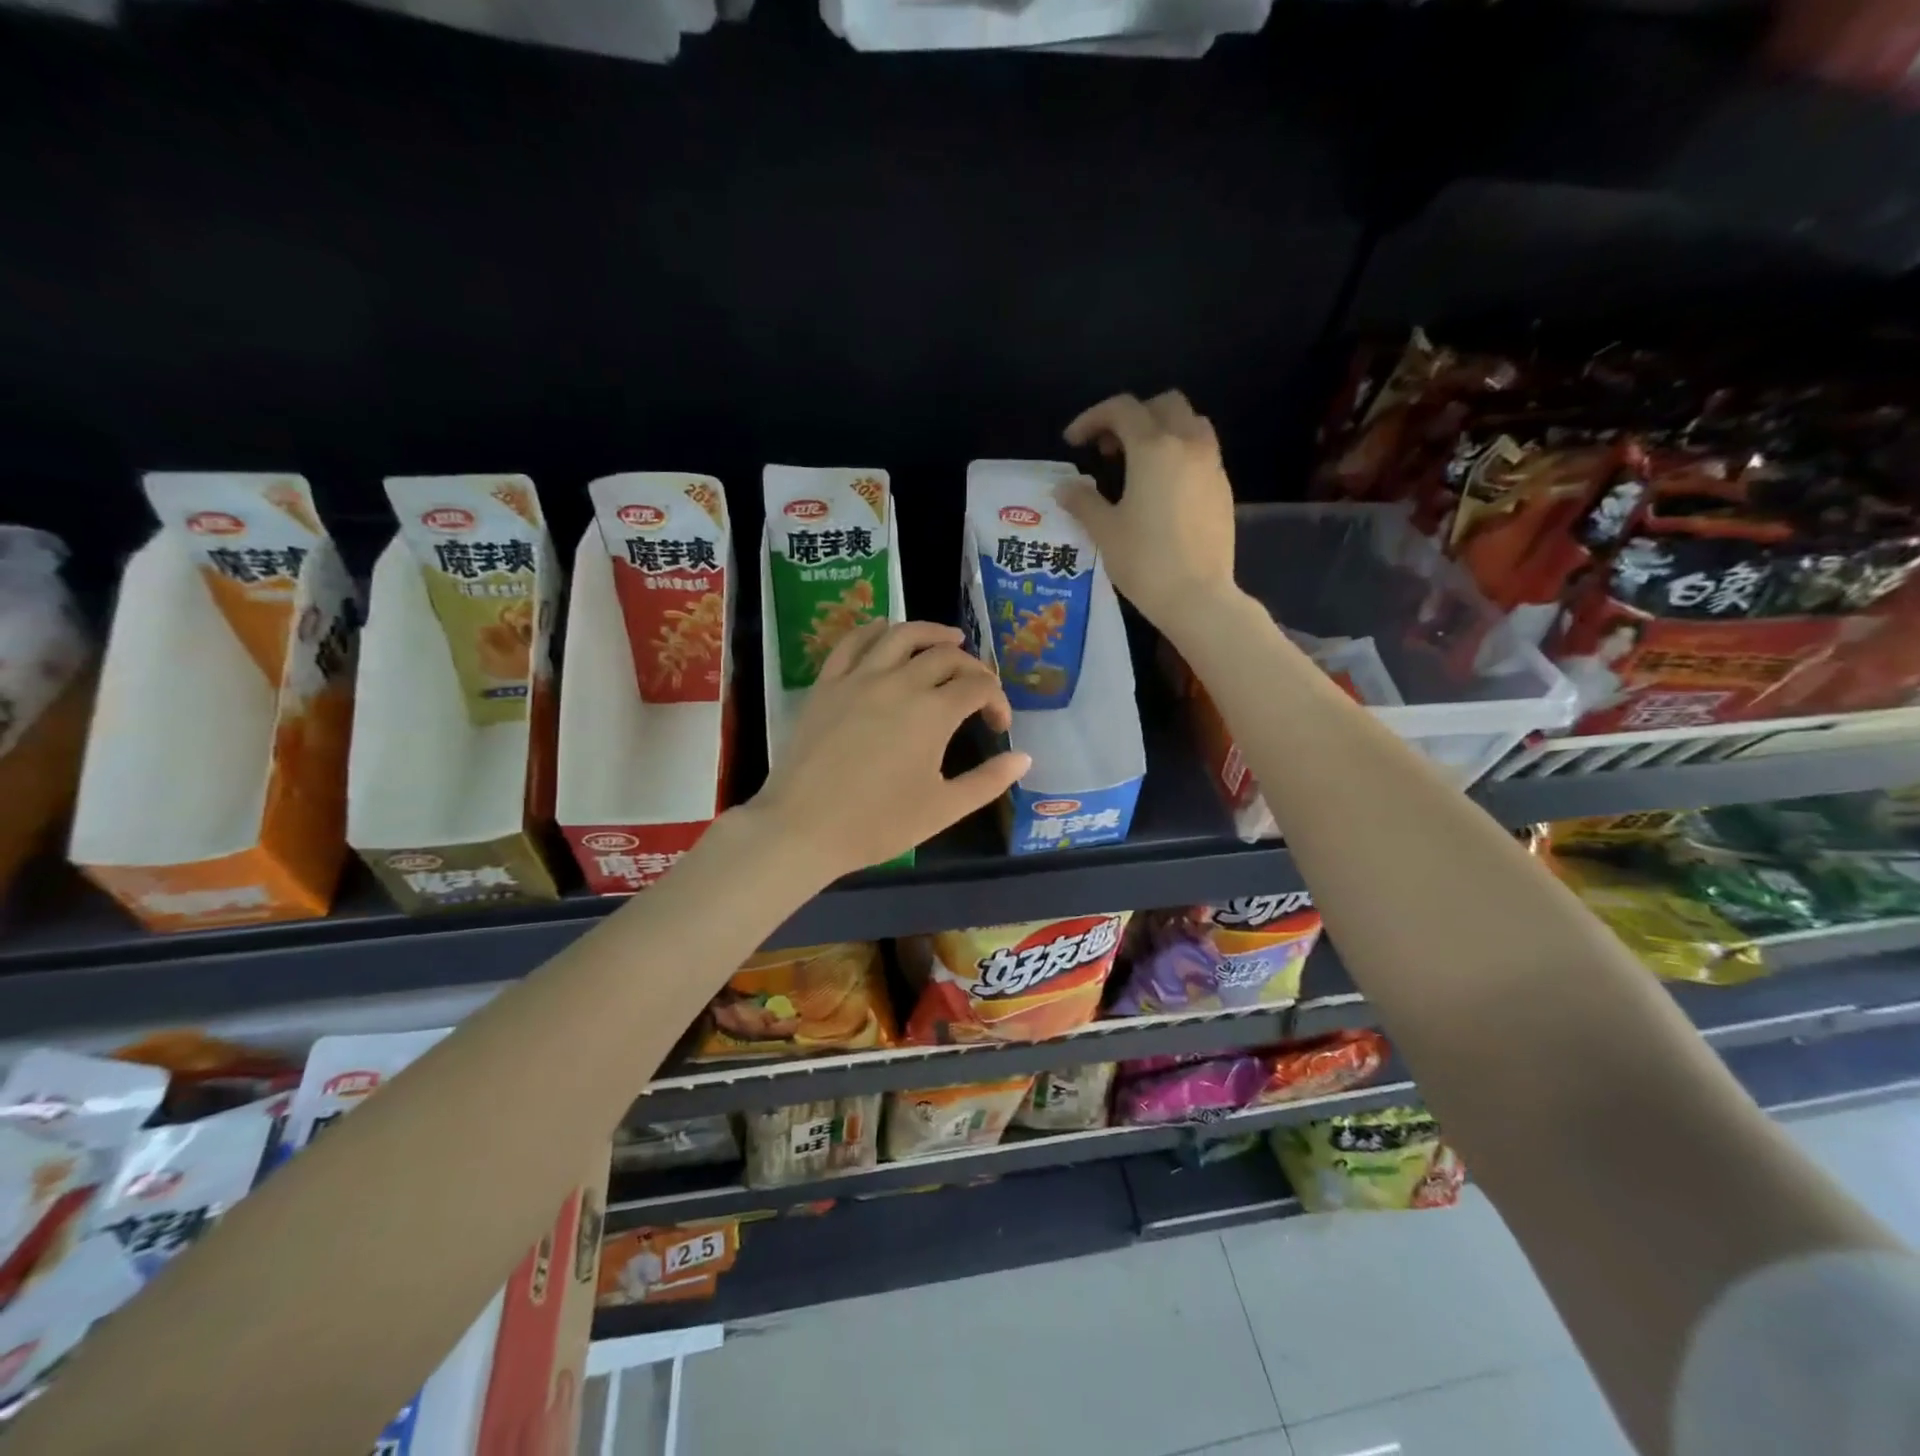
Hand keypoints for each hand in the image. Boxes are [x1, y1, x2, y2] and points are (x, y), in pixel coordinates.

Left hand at [752, 621, 1030, 878]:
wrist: (803, 828)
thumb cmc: (878, 824)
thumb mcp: (943, 809)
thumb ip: (988, 781)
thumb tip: (1023, 758)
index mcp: (933, 713)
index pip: (978, 687)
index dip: (997, 701)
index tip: (998, 726)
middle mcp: (900, 683)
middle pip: (946, 657)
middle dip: (972, 668)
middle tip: (978, 687)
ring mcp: (859, 679)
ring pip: (901, 635)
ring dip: (931, 632)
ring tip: (949, 639)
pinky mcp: (826, 684)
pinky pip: (852, 643)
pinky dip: (875, 630)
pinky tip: (886, 630)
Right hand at [1057, 390, 1240, 637]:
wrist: (1197, 596)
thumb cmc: (1145, 561)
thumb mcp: (1105, 531)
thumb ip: (1082, 501)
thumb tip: (1064, 488)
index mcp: (1154, 449)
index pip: (1122, 409)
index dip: (1092, 418)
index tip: (1074, 442)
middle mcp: (1187, 445)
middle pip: (1163, 404)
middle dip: (1132, 417)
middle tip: (1109, 449)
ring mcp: (1211, 465)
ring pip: (1190, 423)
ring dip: (1161, 430)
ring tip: (1138, 464)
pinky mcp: (1223, 488)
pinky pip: (1202, 452)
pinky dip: (1179, 454)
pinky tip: (1162, 489)